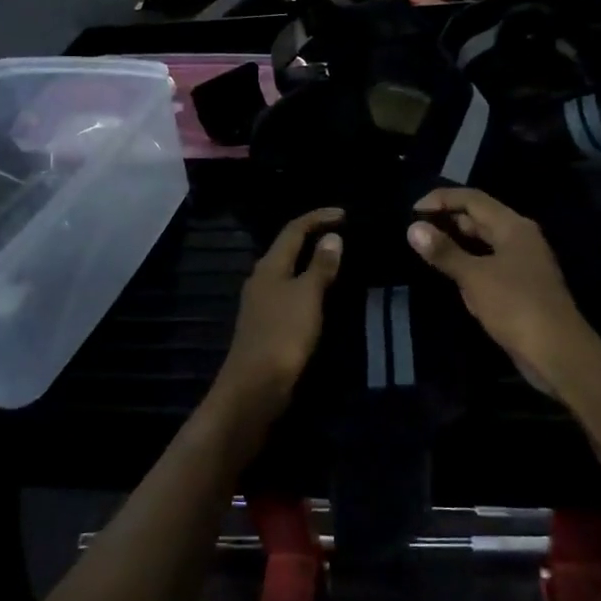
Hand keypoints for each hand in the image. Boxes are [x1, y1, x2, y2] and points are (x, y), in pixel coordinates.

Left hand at [215, 208, 344, 421]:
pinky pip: (291, 294)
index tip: (345, 214)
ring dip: (311, 262)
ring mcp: (262, 303)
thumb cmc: (283, 334)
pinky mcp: (267, 324)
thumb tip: (332, 237)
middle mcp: (262, 278)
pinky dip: (308, 286)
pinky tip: (323, 295)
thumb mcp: (308, 296)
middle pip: (288, 248)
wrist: (255, 386)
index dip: (318, 217)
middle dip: (313, 237)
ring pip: (289, 271)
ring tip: (338, 261)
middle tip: (344, 234)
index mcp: (269, 266)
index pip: (294, 229)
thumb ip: (320, 266)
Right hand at [407, 188, 595, 396]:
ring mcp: (521, 263)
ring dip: (455, 241)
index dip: (441, 199)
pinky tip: (449, 272)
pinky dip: (467, 262)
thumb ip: (444, 251)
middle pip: (479, 217)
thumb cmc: (516, 306)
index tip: (412, 211)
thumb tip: (413, 228)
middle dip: (447, 219)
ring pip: (483, 242)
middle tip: (414, 229)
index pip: (473, 199)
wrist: (558, 353)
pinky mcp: (519, 286)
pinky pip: (487, 263)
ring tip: (424, 247)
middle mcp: (519, 238)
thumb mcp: (475, 277)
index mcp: (513, 226)